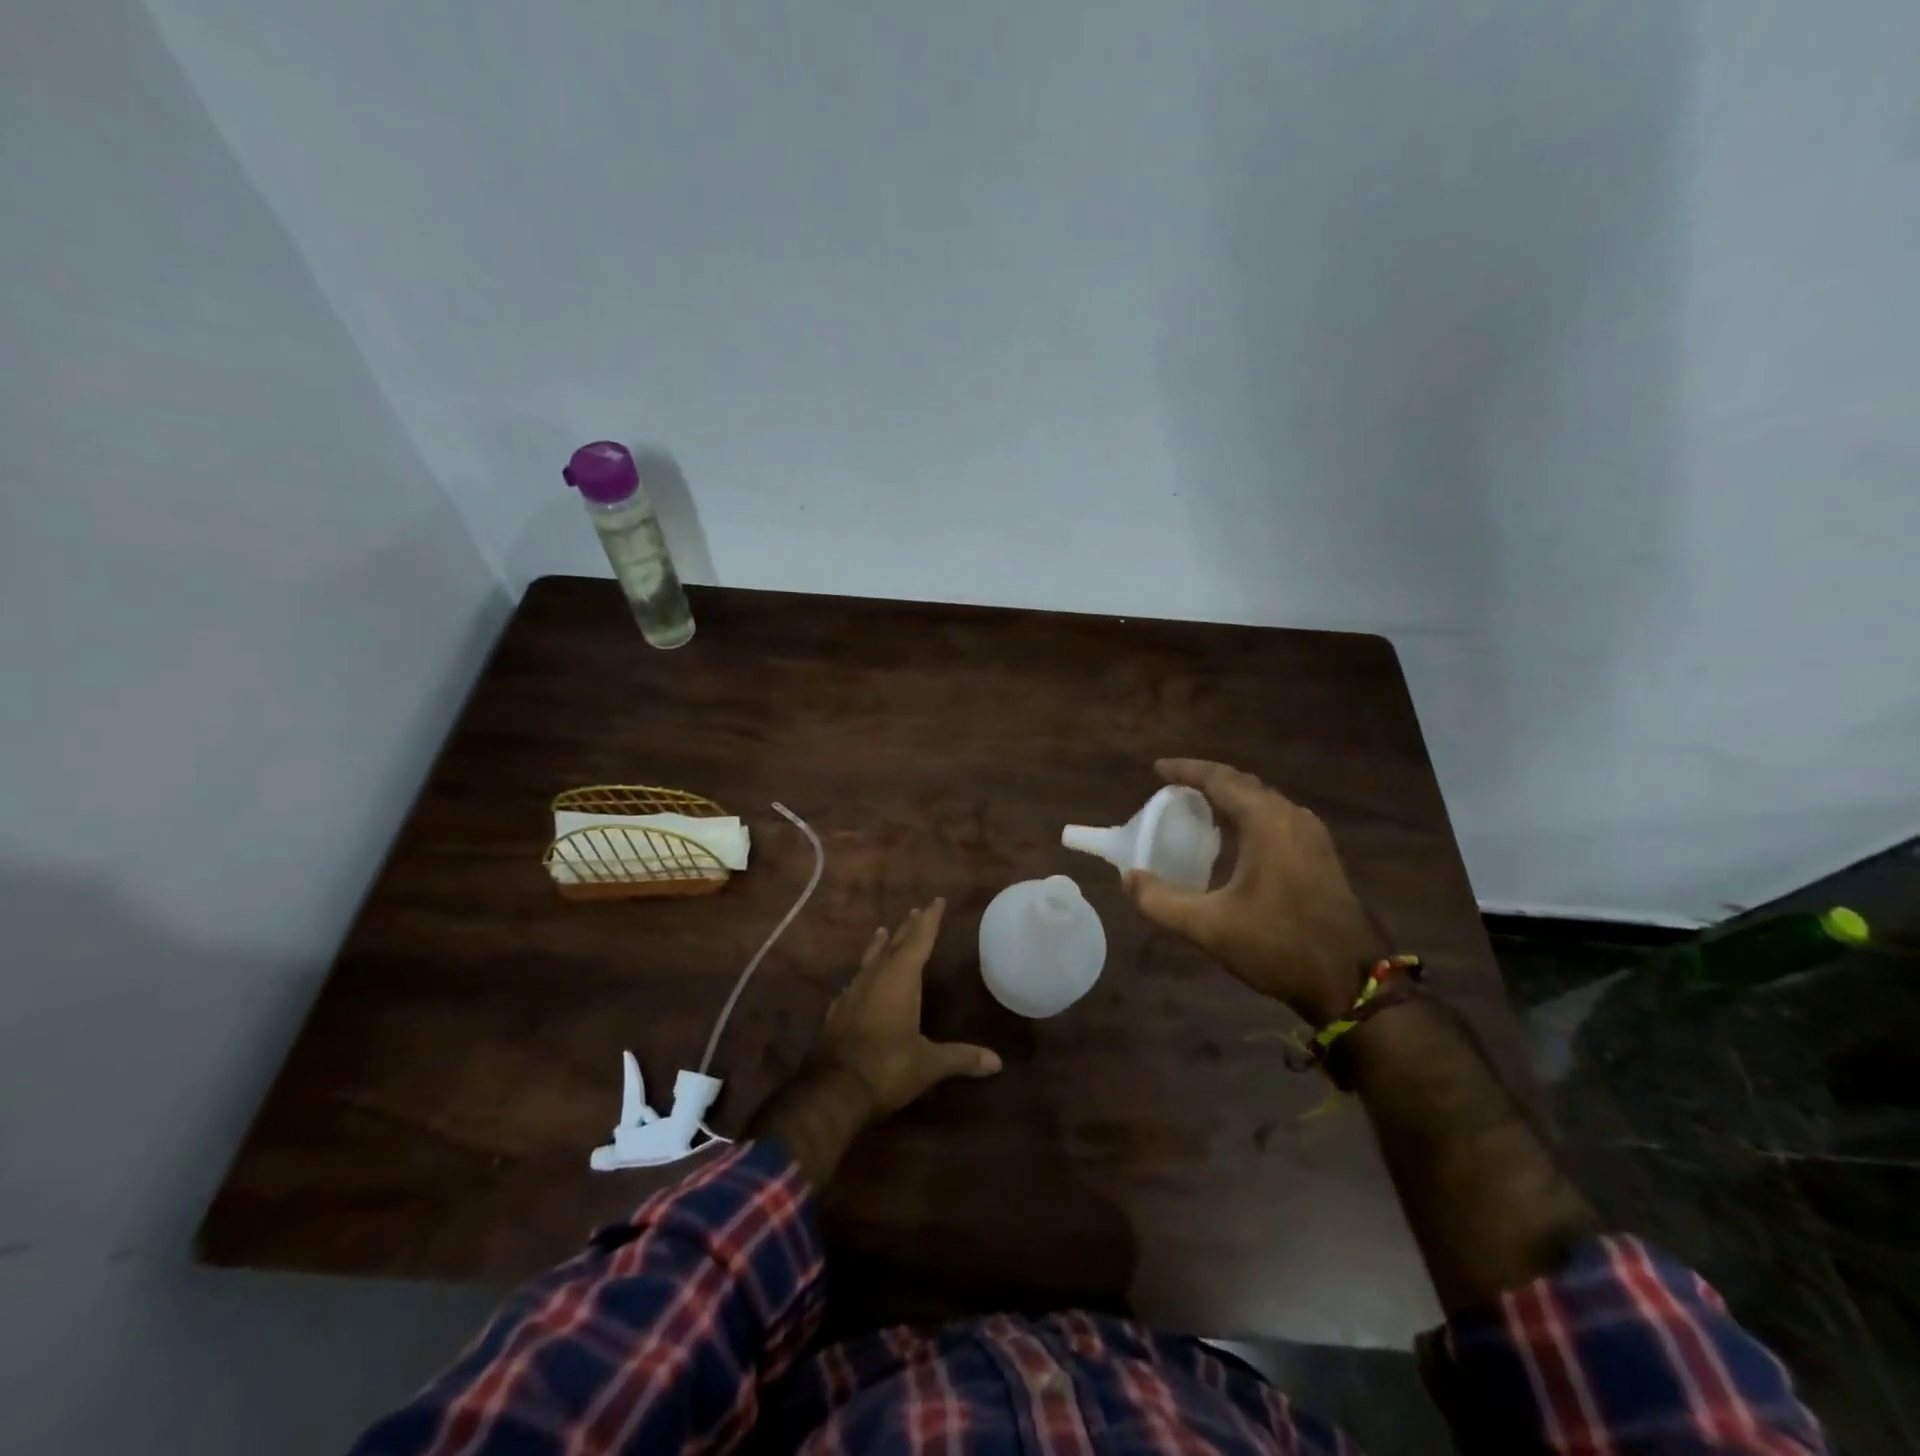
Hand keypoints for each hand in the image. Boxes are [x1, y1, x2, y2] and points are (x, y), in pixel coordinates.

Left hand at [812, 898, 1001, 1117]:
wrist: (832, 1091)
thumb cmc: (887, 1068)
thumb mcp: (929, 1064)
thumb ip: (961, 1058)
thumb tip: (997, 1062)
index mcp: (900, 979)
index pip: (919, 941)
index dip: (930, 921)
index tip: (936, 901)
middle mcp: (875, 977)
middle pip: (894, 945)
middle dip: (908, 928)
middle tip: (915, 911)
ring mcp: (852, 993)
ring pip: (869, 959)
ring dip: (880, 945)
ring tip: (883, 931)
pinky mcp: (837, 1011)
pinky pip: (854, 982)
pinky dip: (863, 974)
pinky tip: (858, 981)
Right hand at [1123, 759, 1381, 1023]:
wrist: (1351, 982)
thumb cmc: (1278, 945)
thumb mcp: (1208, 927)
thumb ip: (1160, 901)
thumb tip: (1129, 878)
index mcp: (1267, 822)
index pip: (1219, 779)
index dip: (1185, 770)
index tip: (1156, 769)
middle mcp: (1292, 817)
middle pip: (1243, 783)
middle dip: (1206, 779)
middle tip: (1172, 786)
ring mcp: (1312, 836)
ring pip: (1262, 800)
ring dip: (1229, 797)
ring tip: (1197, 806)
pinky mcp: (1320, 856)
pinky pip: (1276, 818)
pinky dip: (1247, 815)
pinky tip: (1233, 837)